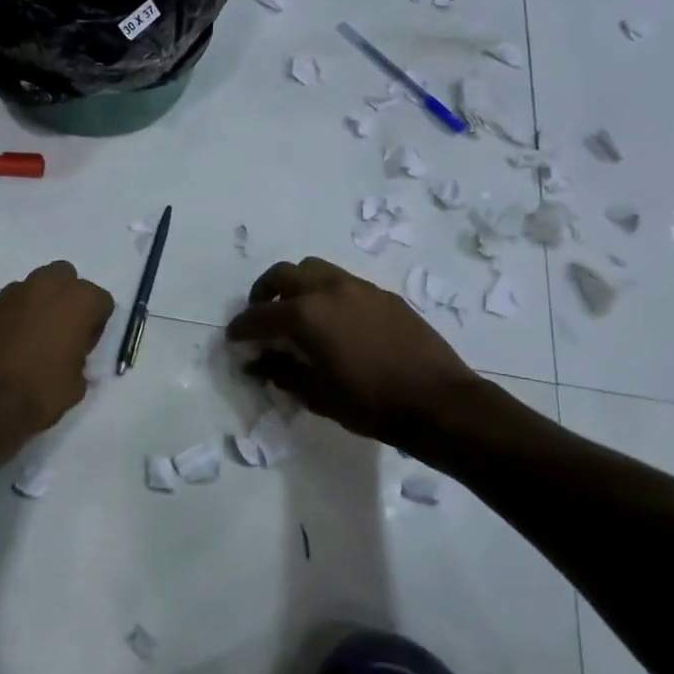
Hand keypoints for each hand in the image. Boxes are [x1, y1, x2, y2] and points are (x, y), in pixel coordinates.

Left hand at [0, 261, 114, 455]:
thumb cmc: (40, 392)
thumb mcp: (77, 383)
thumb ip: (80, 358)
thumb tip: (71, 355)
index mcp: (79, 301)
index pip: (101, 301)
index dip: (95, 324)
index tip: (86, 344)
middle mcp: (48, 286)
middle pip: (66, 278)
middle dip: (67, 298)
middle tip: (63, 329)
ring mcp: (14, 292)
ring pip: (36, 286)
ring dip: (39, 303)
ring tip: (34, 335)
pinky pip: (11, 303)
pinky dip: (15, 315)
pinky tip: (11, 342)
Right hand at [226, 257, 477, 441]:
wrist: (439, 402)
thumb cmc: (371, 404)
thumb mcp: (318, 395)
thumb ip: (283, 373)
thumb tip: (257, 363)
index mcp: (306, 315)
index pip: (260, 316)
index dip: (242, 328)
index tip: (234, 338)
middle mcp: (328, 290)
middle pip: (284, 274)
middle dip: (264, 293)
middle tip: (261, 315)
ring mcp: (359, 287)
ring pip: (315, 269)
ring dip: (297, 285)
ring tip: (297, 311)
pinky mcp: (384, 295)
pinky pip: (344, 283)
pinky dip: (327, 293)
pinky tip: (336, 321)